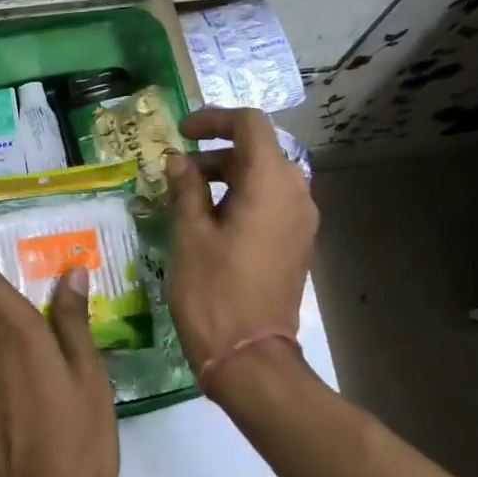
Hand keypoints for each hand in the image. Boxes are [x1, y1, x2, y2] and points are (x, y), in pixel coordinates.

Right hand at [165, 107, 318, 369]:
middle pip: (259, 151)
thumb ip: (186, 189)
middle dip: (216, 152)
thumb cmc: (213, 292)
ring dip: (228, 177)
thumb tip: (179, 162)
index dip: (214, 120)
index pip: (250, 125)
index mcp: (271, 184)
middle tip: (176, 172)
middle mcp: (296, 194)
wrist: (249, 356)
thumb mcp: (190, 235)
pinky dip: (241, 199)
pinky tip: (210, 222)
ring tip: (187, 198)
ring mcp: (301, 221)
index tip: (182, 133)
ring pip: (265, 178)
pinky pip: (271, 204)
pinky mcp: (296, 244)